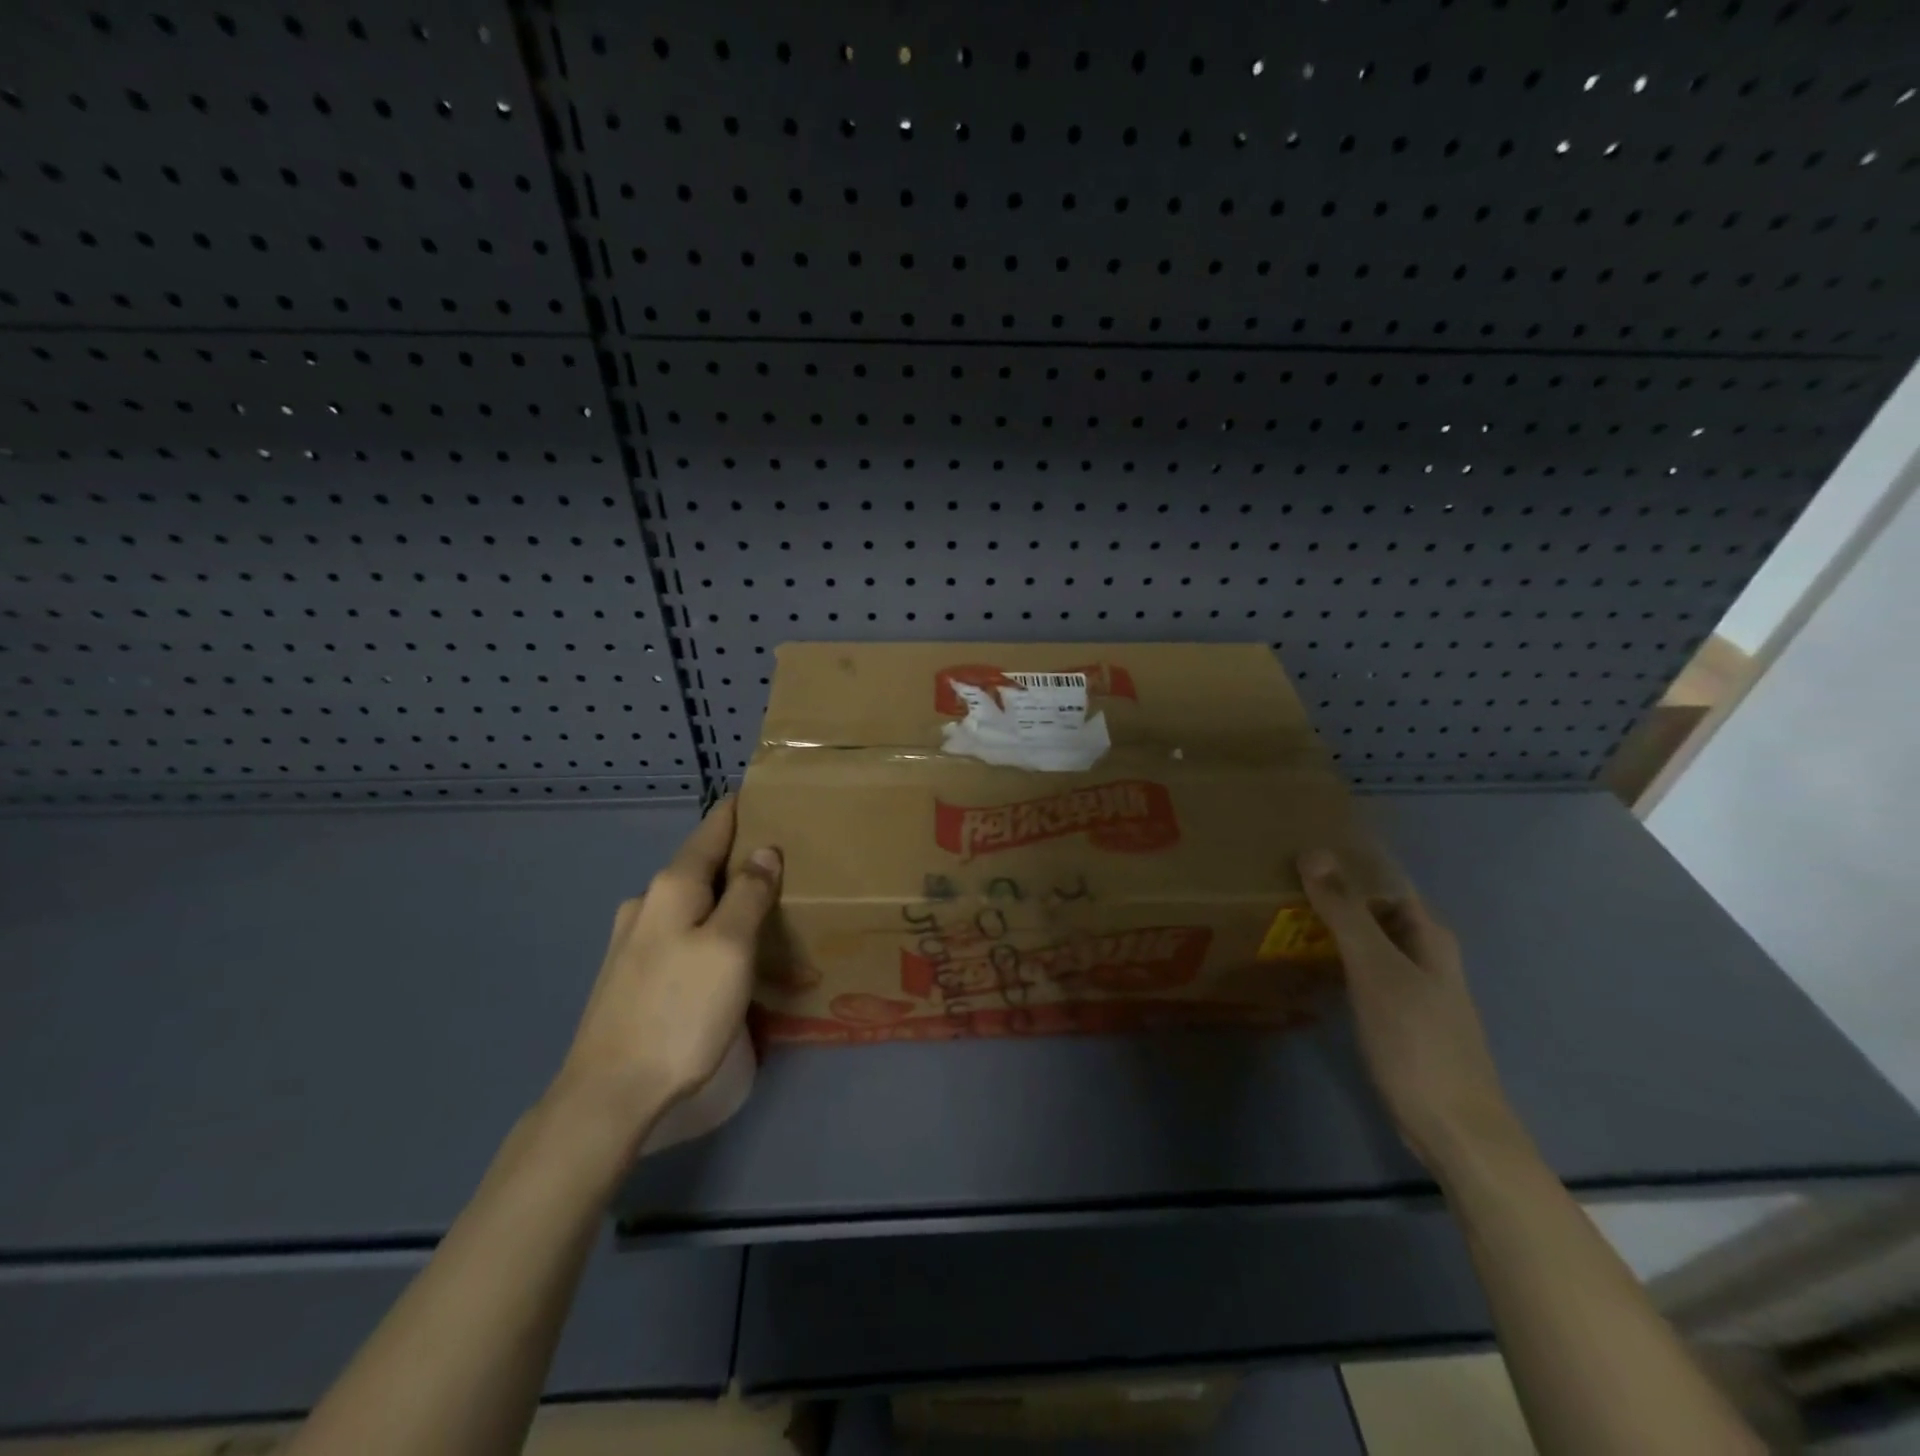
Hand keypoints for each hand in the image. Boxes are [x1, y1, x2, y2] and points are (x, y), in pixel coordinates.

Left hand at [550, 797, 780, 1146]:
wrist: (609, 1093)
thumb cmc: (680, 1011)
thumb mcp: (730, 947)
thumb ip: (750, 894)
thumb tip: (764, 850)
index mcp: (672, 887)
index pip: (711, 830)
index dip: (737, 810)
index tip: (762, 793)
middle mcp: (646, 903)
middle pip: (699, 865)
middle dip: (735, 857)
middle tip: (779, 858)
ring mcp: (631, 940)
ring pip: (687, 901)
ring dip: (720, 895)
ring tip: (757, 905)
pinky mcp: (628, 974)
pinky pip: (677, 931)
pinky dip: (704, 925)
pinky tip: (718, 949)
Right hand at [1299, 849, 1523, 1173]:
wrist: (1452, 1128)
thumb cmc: (1417, 1041)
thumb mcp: (1376, 969)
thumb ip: (1345, 912)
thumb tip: (1314, 852)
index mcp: (1428, 934)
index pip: (1383, 881)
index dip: (1345, 864)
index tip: (1295, 852)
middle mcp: (1423, 953)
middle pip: (1371, 910)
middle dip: (1330, 895)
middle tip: (1274, 882)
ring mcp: (1410, 987)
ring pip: (1363, 942)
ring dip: (1327, 929)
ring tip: (1276, 915)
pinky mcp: (1394, 1016)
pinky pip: (1357, 973)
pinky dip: (1331, 961)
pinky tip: (1300, 964)